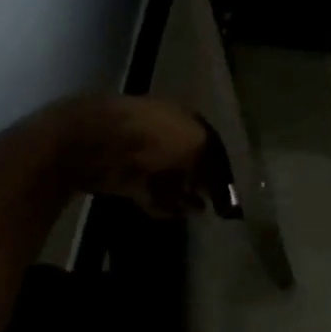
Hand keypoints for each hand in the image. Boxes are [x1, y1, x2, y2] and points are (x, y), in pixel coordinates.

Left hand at [55, 95, 212, 218]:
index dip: (219, 163)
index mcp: (182, 115)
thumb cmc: (155, 136)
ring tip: (197, 213)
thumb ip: (210, 162)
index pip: (208, 139)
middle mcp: (164, 131)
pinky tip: (172, 216)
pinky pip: (150, 192)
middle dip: (201, 181)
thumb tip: (215, 182)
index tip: (229, 187)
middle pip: (188, 159)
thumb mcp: (196, 143)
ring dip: (183, 195)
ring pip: (170, 177)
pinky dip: (161, 204)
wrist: (100, 142)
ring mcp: (143, 155)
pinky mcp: (125, 177)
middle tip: (214, 204)